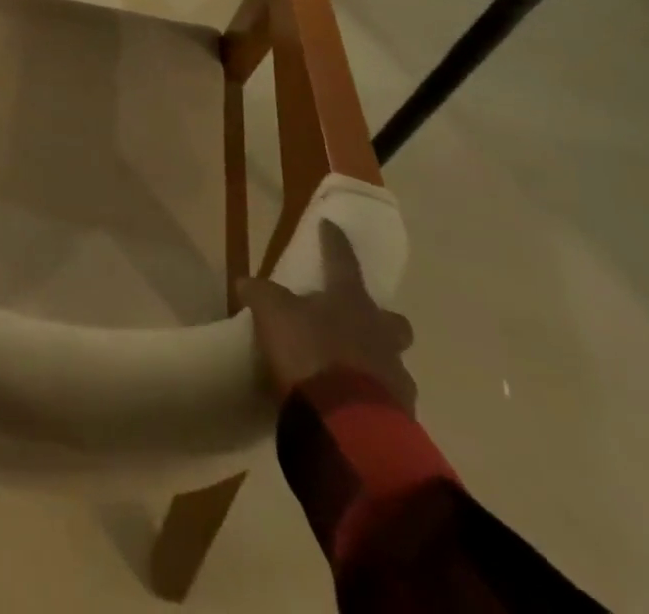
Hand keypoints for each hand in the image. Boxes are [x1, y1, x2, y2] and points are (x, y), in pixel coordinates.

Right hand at [236, 220, 416, 411]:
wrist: (347, 422)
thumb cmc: (309, 352)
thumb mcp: (272, 313)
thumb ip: (261, 294)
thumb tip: (246, 282)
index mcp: (351, 301)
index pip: (342, 260)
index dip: (333, 241)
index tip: (330, 225)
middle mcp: (380, 332)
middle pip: (392, 319)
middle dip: (379, 319)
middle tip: (355, 322)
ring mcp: (396, 376)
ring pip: (392, 361)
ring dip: (375, 362)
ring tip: (346, 371)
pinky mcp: (402, 416)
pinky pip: (388, 398)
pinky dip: (372, 397)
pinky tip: (350, 402)